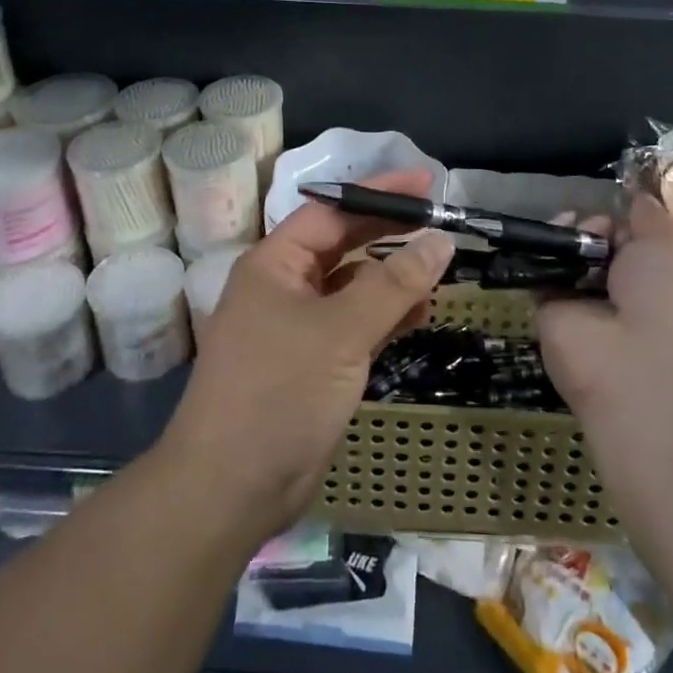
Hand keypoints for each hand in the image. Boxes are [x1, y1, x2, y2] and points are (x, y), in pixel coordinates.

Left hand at [158, 171, 455, 541]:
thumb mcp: (341, 331)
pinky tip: (423, 312)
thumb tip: (440, 240)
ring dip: (393, 277)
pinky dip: (388, 316)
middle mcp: (284, 286)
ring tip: (441, 267)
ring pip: (353, 286)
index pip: (332, 211)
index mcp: (275, 263)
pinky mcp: (314, 363)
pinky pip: (356, 324)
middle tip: (440, 222)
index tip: (426, 183)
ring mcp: (298, 326)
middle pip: (343, 244)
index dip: (378, 193)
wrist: (231, 489)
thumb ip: (394, 284)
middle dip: (390, 233)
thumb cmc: (279, 393)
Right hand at [538, 193, 672, 437]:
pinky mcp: (551, 316)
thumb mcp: (672, 247)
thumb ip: (650, 220)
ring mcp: (587, 310)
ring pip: (570, 259)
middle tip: (595, 222)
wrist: (640, 367)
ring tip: (573, 226)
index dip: (630, 224)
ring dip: (569, 236)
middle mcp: (627, 299)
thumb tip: (638, 198)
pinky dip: (542, 252)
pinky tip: (551, 236)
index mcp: (668, 287)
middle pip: (601, 250)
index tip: (622, 209)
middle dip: (597, 227)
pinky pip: (542, 275)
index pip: (640, 246)